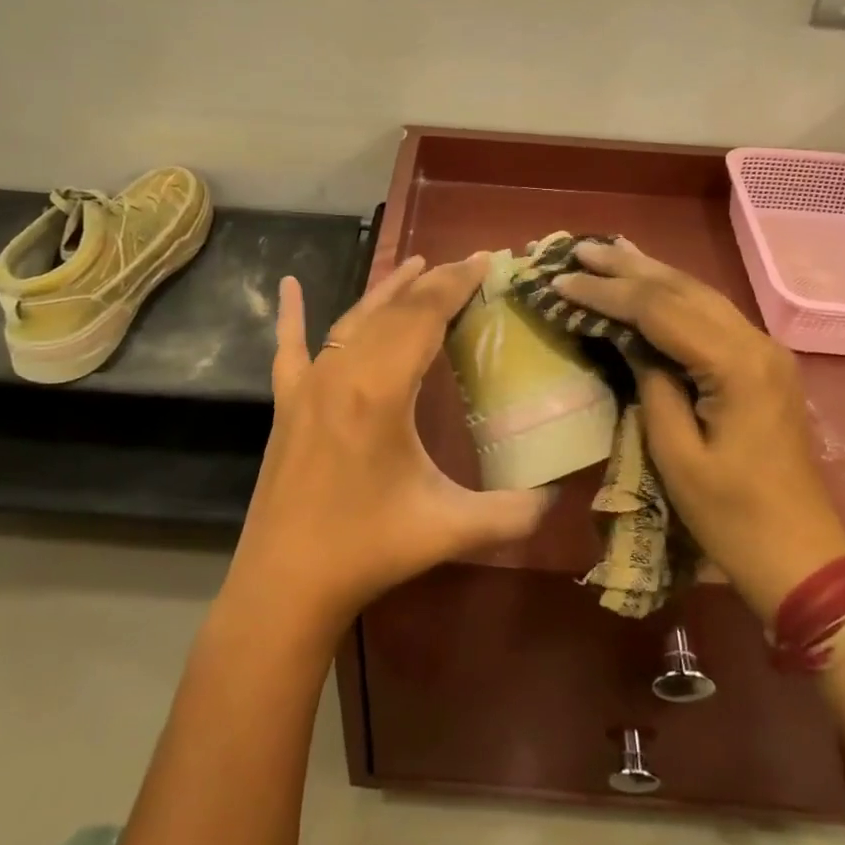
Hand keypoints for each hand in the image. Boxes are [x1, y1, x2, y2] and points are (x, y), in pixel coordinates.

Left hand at [227, 253, 553, 636]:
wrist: (285, 585)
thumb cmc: (368, 549)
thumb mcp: (449, 528)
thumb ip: (513, 512)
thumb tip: (560, 498)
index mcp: (380, 389)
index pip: (425, 316)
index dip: (456, 283)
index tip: (485, 259)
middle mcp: (342, 372)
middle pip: (393, 310)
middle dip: (433, 282)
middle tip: (466, 264)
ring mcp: (308, 385)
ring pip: (351, 319)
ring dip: (387, 290)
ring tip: (416, 264)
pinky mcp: (287, 403)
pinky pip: (289, 347)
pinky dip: (292, 314)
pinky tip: (288, 286)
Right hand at [552, 239, 844, 619]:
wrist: (803, 558)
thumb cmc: (733, 517)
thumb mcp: (677, 456)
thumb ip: (652, 387)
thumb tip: (631, 344)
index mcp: (736, 366)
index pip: (660, 310)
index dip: (608, 293)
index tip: (563, 281)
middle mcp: (756, 343)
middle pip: (683, 289)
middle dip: (628, 267)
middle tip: (579, 249)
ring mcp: (765, 351)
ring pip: (700, 295)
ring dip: (651, 273)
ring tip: (608, 252)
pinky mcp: (763, 365)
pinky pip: (712, 315)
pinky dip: (675, 295)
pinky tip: (653, 283)